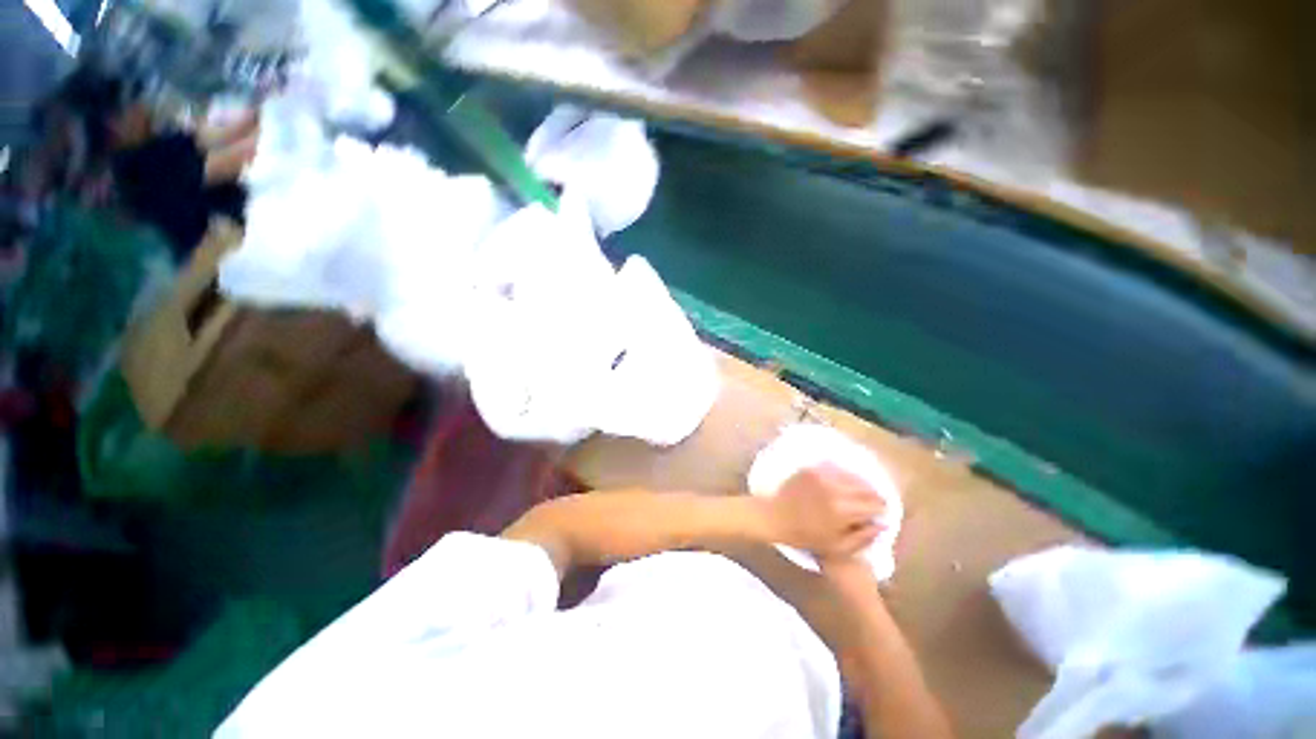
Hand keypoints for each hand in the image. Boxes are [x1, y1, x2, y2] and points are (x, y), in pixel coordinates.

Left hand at [766, 464, 884, 559]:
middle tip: (875, 503)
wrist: (774, 516)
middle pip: (866, 488)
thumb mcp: (837, 547)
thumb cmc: (805, 536)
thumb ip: (863, 538)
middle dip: (874, 496)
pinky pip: (837, 468)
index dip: (881, 510)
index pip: (875, 505)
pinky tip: (844, 483)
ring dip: (861, 484)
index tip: (881, 514)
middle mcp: (836, 488)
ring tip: (862, 493)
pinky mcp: (813, 468)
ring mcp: (823, 475)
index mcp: (843, 510)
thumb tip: (883, 525)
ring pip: (853, 475)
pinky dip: (845, 475)